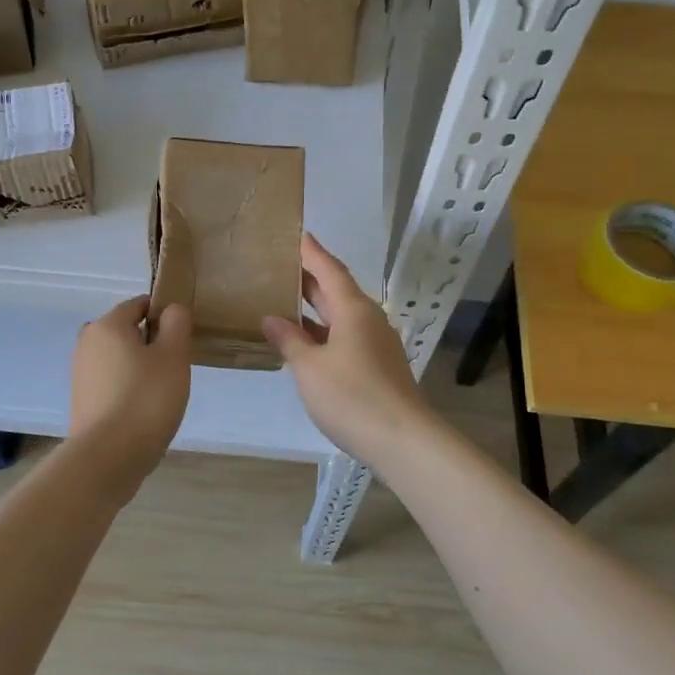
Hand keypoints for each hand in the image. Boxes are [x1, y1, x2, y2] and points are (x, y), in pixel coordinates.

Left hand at [69, 296, 192, 476]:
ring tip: (160, 395)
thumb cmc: (146, 399)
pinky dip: (126, 390)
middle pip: (126, 332)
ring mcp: (80, 373)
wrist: (108, 457)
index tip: (181, 342)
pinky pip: (110, 383)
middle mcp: (87, 343)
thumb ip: (176, 324)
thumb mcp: (174, 356)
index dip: (164, 317)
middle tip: (173, 370)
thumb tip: (170, 310)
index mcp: (107, 325)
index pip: (139, 305)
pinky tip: (141, 412)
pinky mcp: (81, 401)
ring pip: (118, 359)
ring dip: (139, 369)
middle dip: (150, 345)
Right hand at [262, 234, 432, 466]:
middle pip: (336, 291)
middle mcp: (368, 319)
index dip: (312, 252)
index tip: (297, 234)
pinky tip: (305, 343)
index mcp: (353, 310)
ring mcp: (376, 343)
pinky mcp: (378, 365)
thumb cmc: (352, 396)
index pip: (329, 269)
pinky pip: (346, 337)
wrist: (402, 439)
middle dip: (309, 278)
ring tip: (284, 302)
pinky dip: (323, 332)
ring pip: (341, 316)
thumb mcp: (310, 368)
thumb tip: (272, 319)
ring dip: (315, 309)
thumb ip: (289, 340)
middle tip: (280, 266)